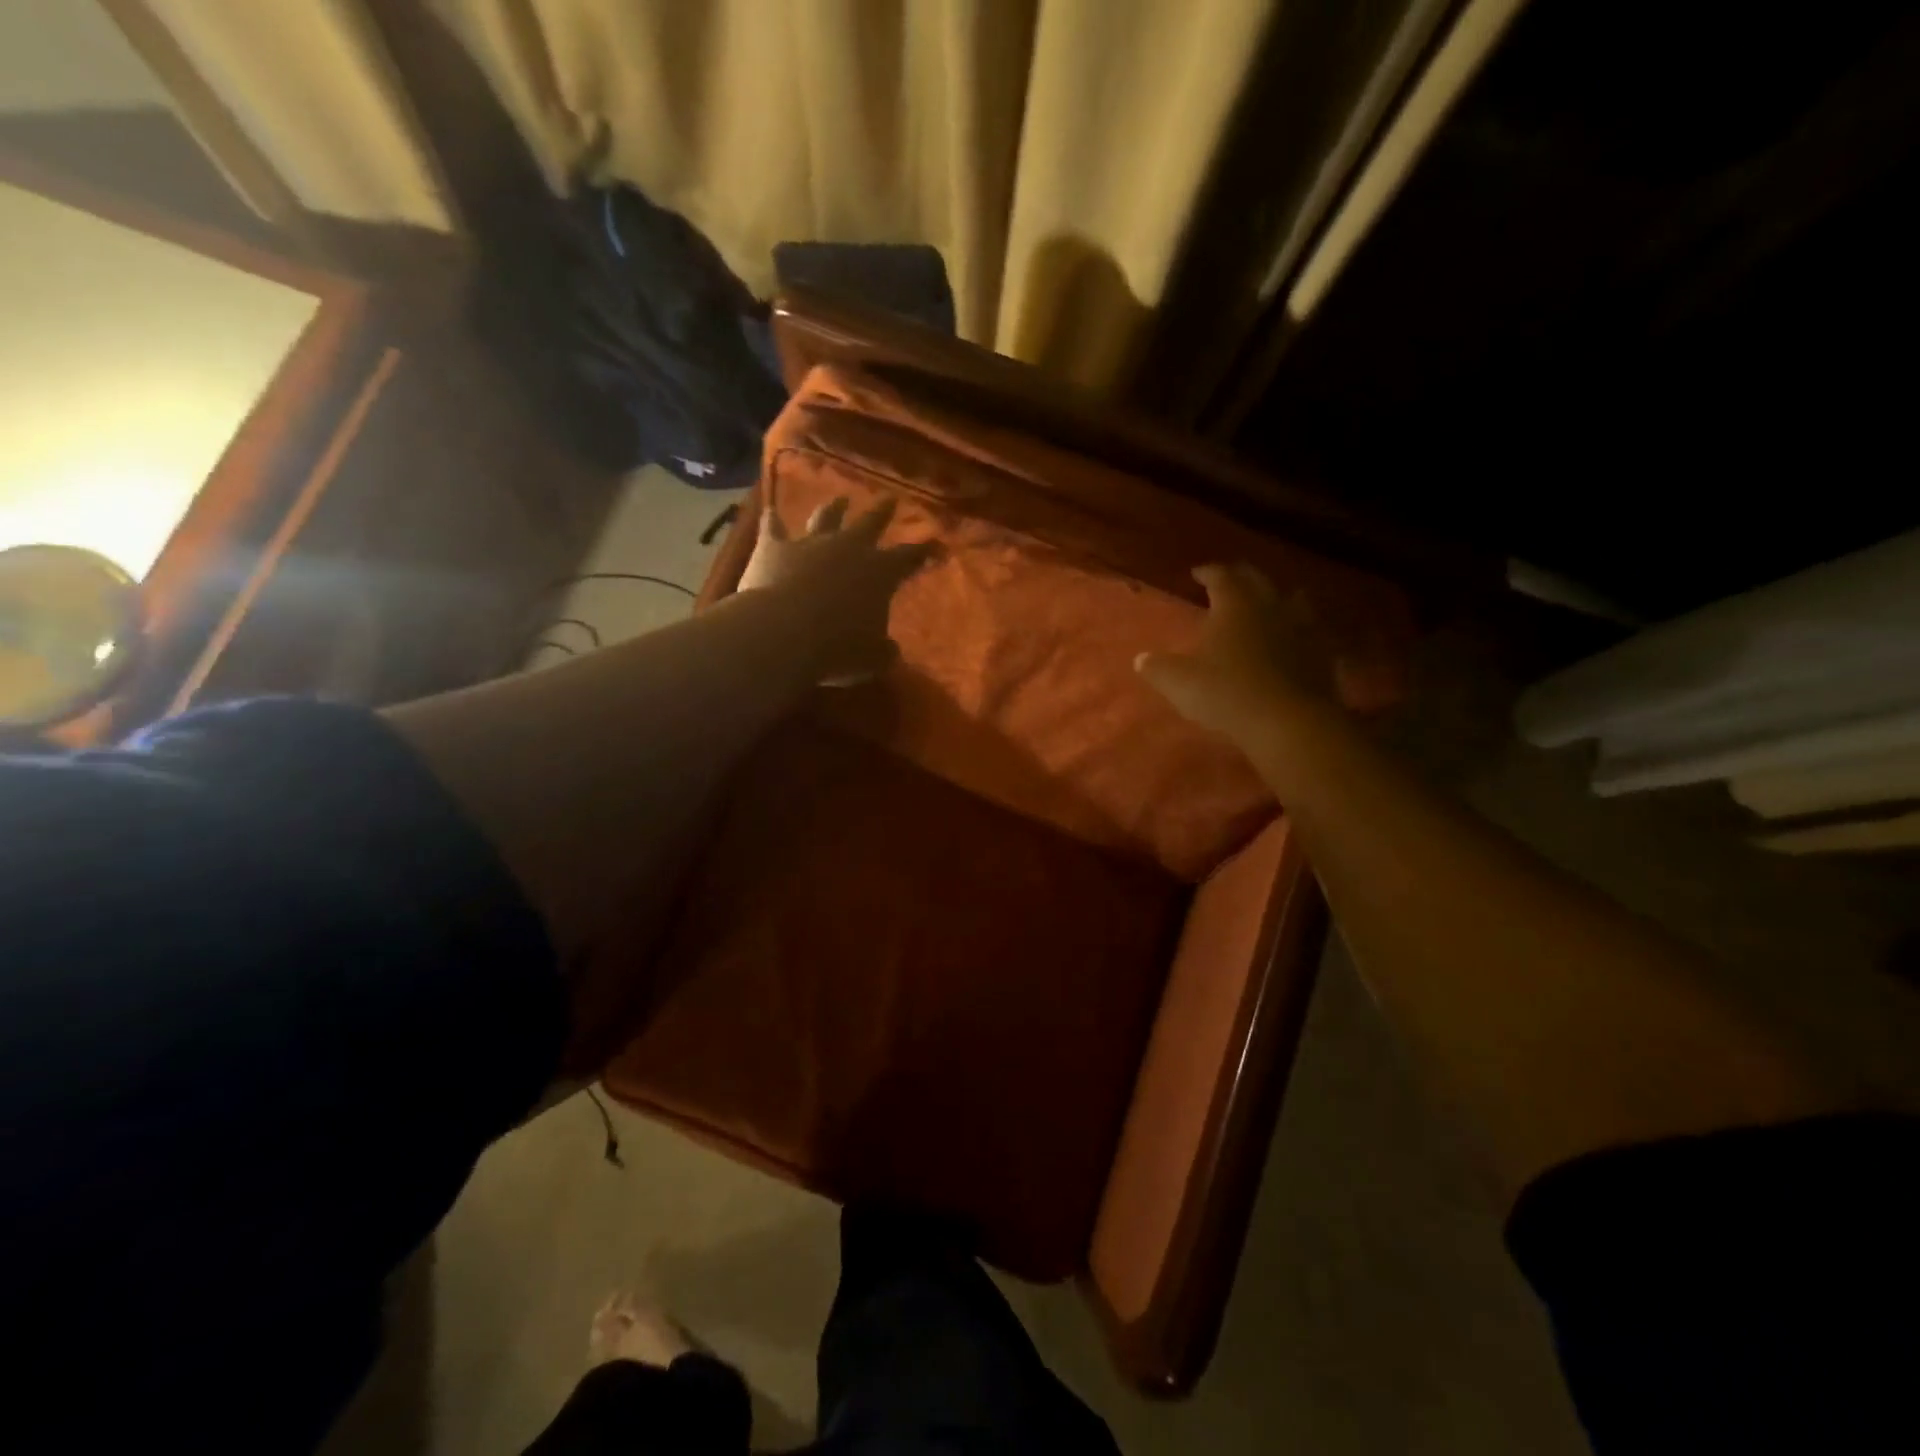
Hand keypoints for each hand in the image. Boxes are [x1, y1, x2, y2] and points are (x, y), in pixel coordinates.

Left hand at [738, 496, 933, 683]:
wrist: (783, 633)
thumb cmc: (837, 649)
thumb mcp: (871, 659)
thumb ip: (883, 651)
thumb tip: (890, 650)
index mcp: (880, 573)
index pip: (910, 557)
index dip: (925, 551)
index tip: (937, 544)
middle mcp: (849, 548)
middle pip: (870, 523)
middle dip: (882, 512)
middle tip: (890, 499)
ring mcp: (810, 543)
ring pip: (826, 517)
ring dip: (834, 508)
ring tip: (839, 499)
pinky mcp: (774, 547)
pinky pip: (773, 527)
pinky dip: (772, 520)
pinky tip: (769, 511)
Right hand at [1136, 563, 1334, 743]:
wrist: (1288, 721)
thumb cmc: (1226, 692)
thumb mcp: (1178, 682)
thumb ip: (1158, 668)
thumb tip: (1141, 659)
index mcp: (1235, 604)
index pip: (1221, 575)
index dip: (1208, 572)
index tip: (1197, 573)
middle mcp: (1271, 606)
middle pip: (1258, 580)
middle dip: (1241, 577)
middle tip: (1230, 582)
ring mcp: (1302, 628)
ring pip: (1293, 600)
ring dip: (1278, 599)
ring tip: (1267, 606)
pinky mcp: (1323, 654)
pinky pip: (1312, 633)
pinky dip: (1300, 633)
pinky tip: (1295, 643)